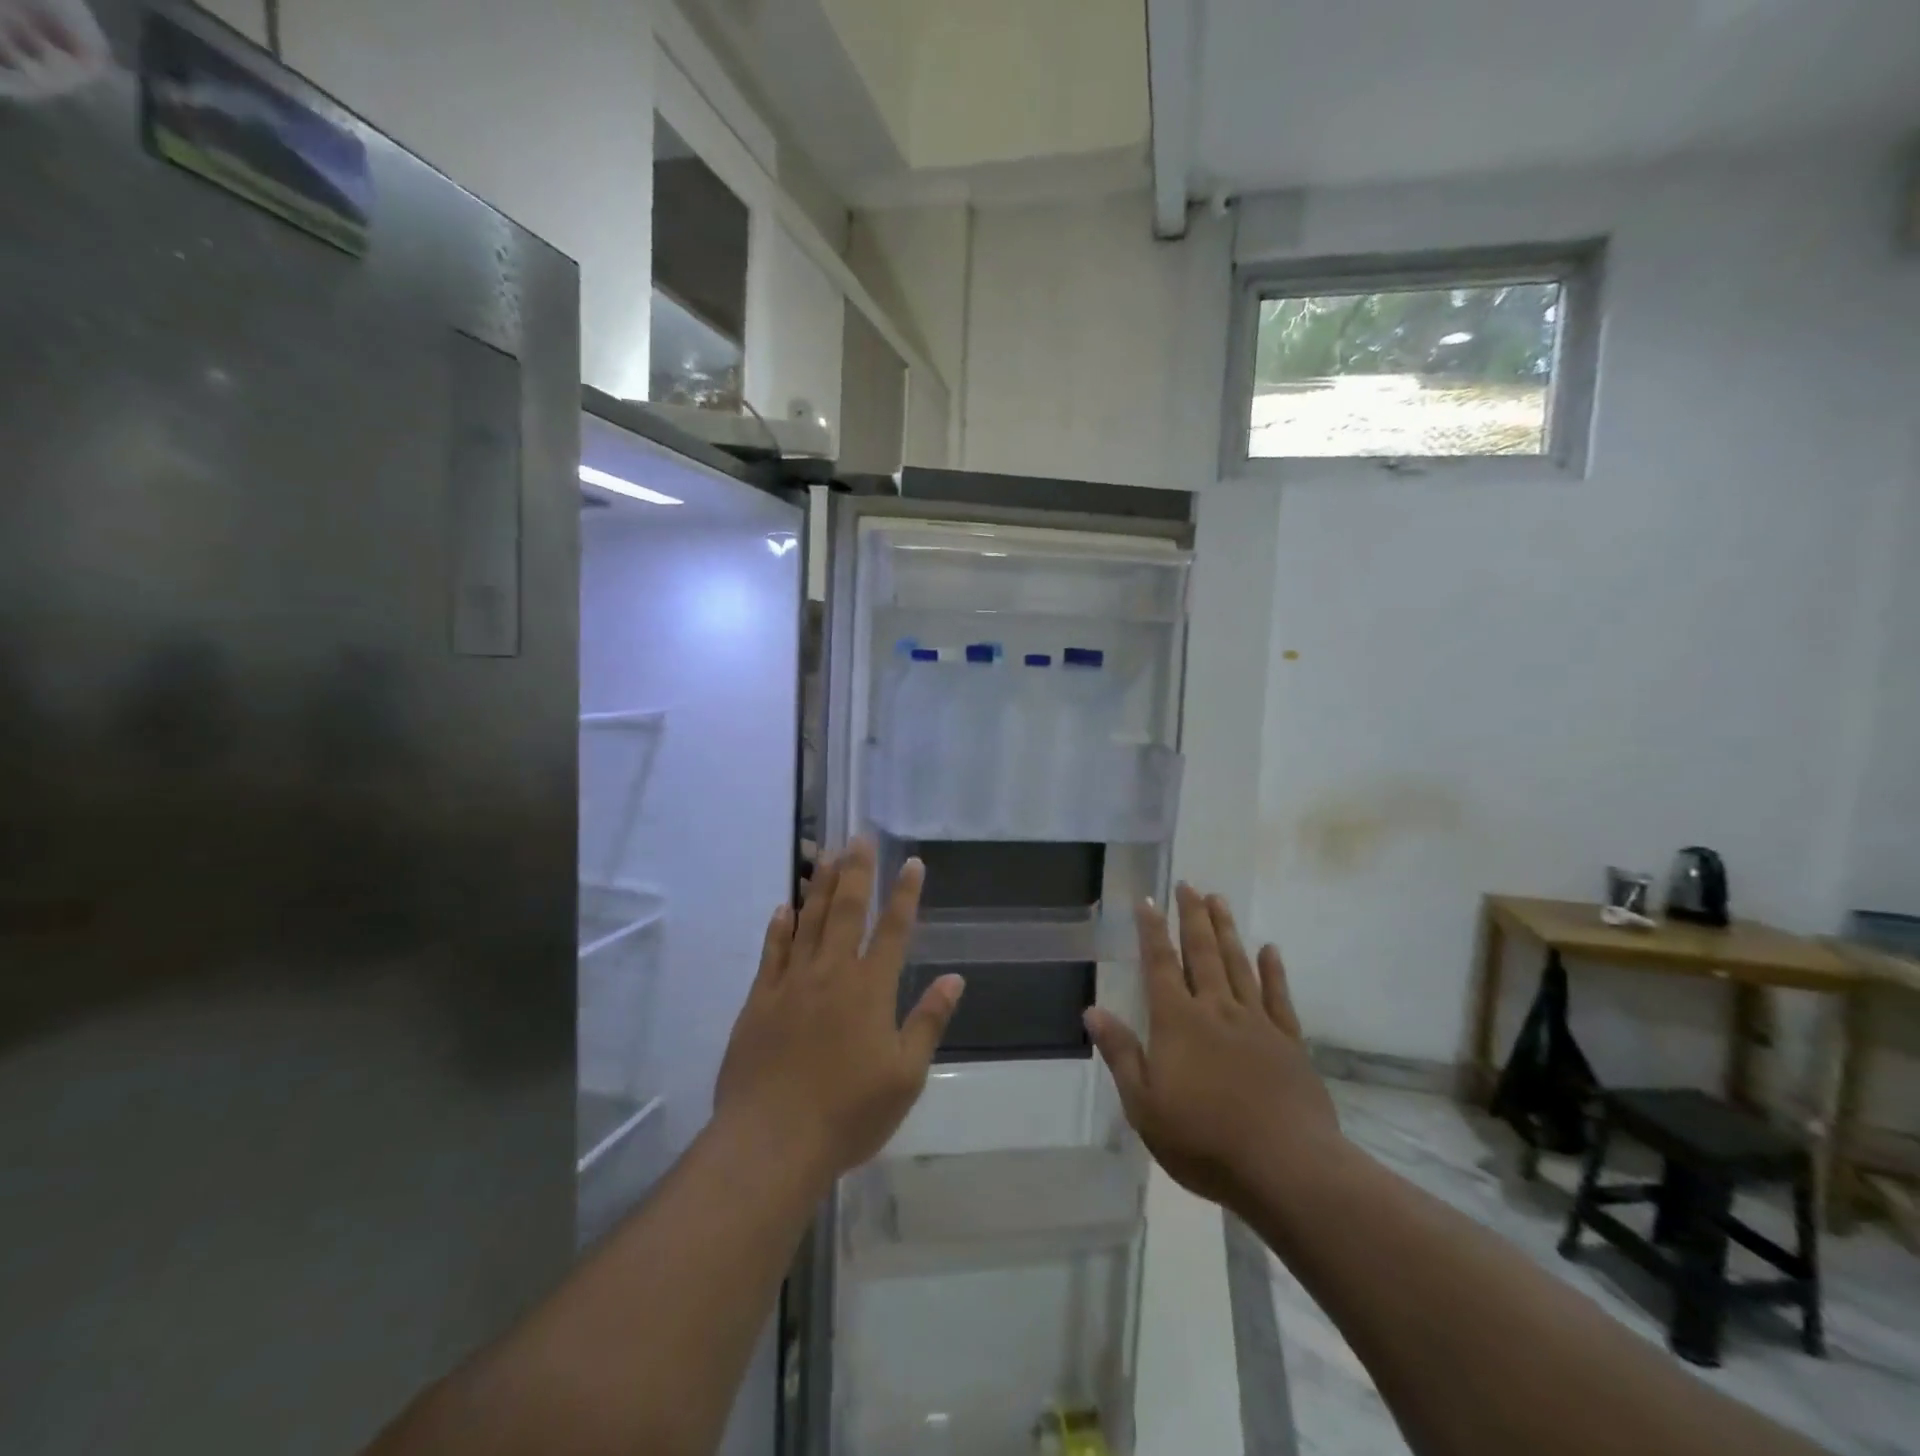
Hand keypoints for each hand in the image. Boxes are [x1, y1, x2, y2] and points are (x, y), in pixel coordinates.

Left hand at [715, 840, 963, 1180]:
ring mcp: (791, 983)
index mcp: (871, 989)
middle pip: (846, 911)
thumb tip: (955, 978)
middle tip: (859, 837)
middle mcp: (832, 973)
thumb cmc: (849, 1113)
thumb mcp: (905, 1075)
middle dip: (856, 872)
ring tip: (825, 854)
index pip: (894, 929)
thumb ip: (928, 1021)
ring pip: (808, 921)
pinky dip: (779, 927)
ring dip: (818, 886)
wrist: (772, 1142)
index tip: (912, 863)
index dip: (905, 894)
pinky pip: (771, 952)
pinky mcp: (759, 1000)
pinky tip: (783, 907)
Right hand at [1085, 884, 1339, 1213]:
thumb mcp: (1144, 1105)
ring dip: (1226, 931)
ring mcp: (1256, 1023)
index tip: (1148, 900)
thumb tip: (1092, 1010)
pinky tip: (1270, 950)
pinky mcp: (1289, 1043)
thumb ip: (1121, 1053)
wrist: (1286, 1168)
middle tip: (1189, 885)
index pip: (1160, 964)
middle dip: (1193, 917)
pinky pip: (1279, 997)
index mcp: (1178, 1022)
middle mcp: (1216, 1010)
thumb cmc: (1204, 1140)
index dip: (1152, 931)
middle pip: (1202, 953)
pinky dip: (1273, 970)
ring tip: (1219, 900)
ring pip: (1238, 965)